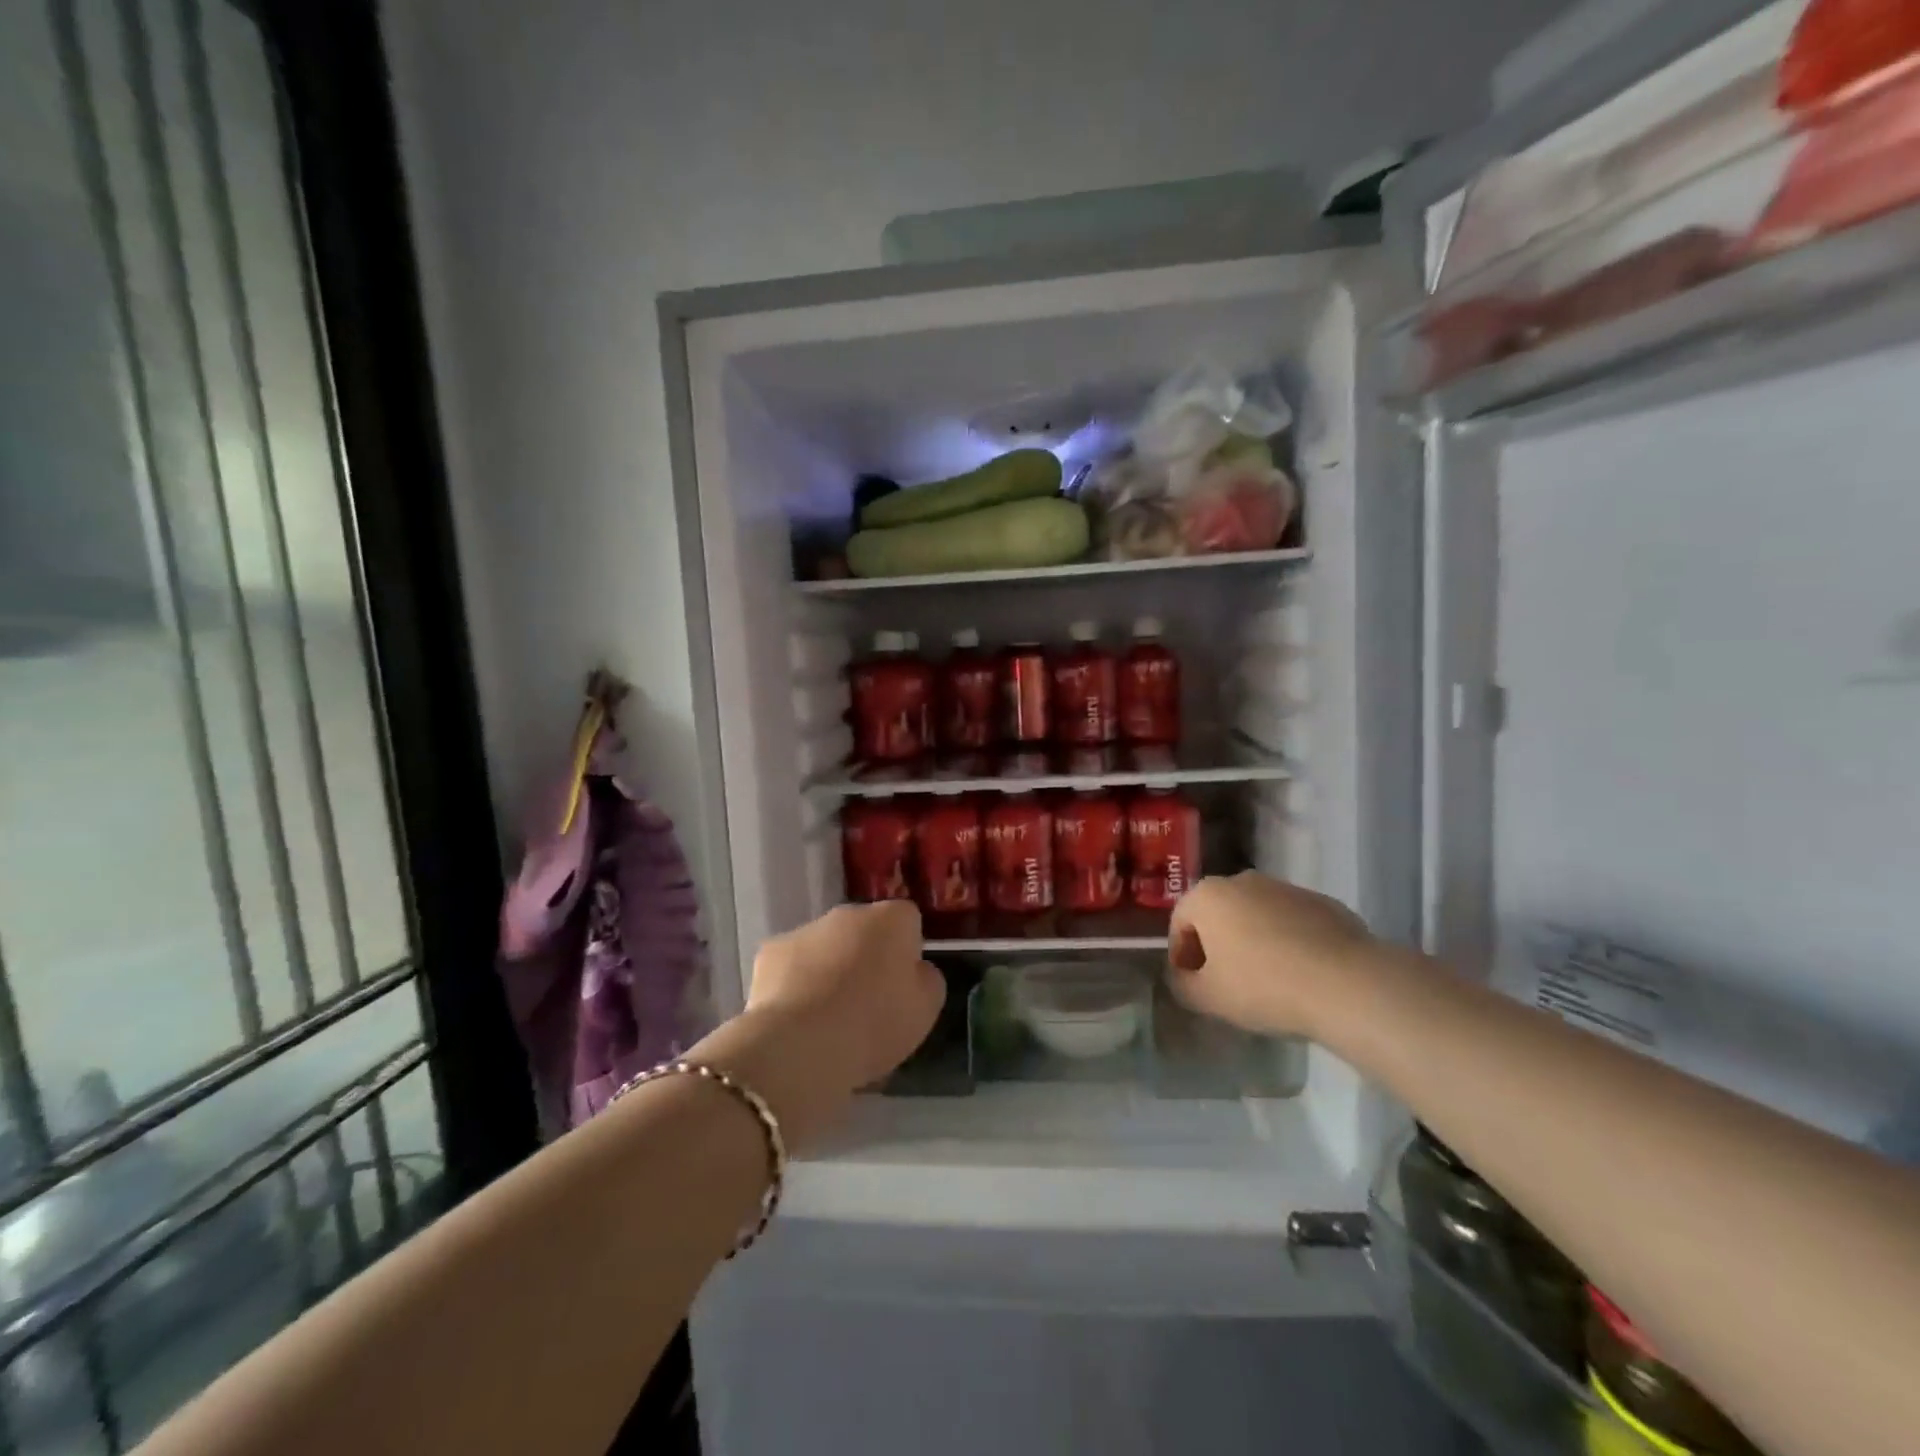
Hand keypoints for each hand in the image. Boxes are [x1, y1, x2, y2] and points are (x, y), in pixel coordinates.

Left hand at [745, 901, 944, 1100]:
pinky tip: (797, 1018)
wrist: (802, 1044)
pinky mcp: (770, 952)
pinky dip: (796, 983)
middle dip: (866, 955)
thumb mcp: (925, 1008)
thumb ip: (925, 979)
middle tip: (867, 1001)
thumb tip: (913, 970)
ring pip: (826, 945)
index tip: (903, 984)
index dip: (907, 950)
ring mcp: (806, 929)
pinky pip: (792, 964)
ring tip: (829, 1016)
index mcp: (892, 919)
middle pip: (864, 929)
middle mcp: (849, 913)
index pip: (907, 920)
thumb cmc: (875, 1023)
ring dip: (830, 968)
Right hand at [1167, 872, 1372, 1037]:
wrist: (1345, 983)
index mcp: (1208, 896)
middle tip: (1224, 982)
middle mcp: (1242, 881)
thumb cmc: (1262, 985)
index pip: (1180, 923)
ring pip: (1255, 915)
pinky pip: (1291, 922)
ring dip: (1252, 941)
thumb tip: (1184, 977)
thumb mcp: (1209, 997)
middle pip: (1217, 914)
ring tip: (1265, 980)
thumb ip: (1184, 985)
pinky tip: (1299, 974)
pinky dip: (1287, 942)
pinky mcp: (1323, 902)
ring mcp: (1285, 888)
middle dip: (1216, 944)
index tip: (1192, 983)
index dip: (1181, 955)